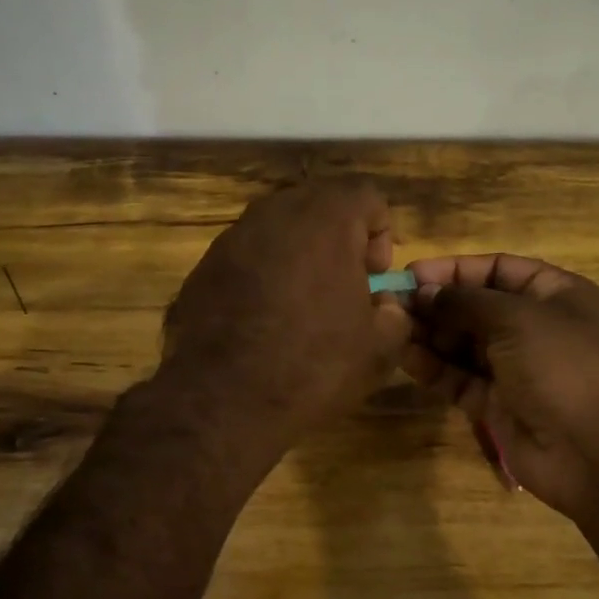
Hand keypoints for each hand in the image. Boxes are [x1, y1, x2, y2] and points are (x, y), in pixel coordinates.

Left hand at [162, 180, 410, 448]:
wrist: (221, 402)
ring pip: (279, 231)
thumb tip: (384, 305)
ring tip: (303, 308)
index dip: (381, 234)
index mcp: (325, 220)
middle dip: (340, 241)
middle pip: (320, 207)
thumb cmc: (312, 368)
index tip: (375, 279)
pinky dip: (263, 277)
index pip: (367, 197)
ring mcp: (232, 239)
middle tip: (344, 289)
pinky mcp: (202, 267)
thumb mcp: (378, 350)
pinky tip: (264, 323)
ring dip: (300, 258)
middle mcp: (275, 214)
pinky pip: (247, 258)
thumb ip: (395, 314)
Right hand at [401, 254, 598, 525]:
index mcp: (554, 295)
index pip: (498, 270)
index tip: (412, 273)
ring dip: (428, 335)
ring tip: (389, 328)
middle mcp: (534, 328)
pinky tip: (404, 356)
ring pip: (462, 345)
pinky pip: (459, 379)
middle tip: (391, 304)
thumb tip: (424, 292)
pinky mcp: (497, 405)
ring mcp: (516, 369)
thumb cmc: (564, 366)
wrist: (598, 452)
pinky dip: (433, 368)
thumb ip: (465, 301)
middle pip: (475, 308)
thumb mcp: (517, 318)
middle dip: (435, 304)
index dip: (456, 270)